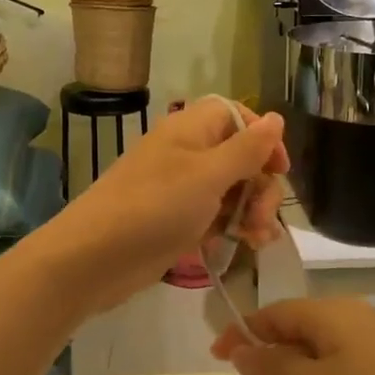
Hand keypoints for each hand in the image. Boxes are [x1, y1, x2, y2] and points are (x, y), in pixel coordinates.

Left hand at [41, 99, 287, 313]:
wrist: (95, 258)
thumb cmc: (155, 207)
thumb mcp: (209, 175)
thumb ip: (247, 148)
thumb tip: (276, 118)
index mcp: (192, 129)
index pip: (238, 116)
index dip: (263, 138)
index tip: (279, 169)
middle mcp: (188, 153)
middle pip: (241, 157)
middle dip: (262, 185)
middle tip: (263, 218)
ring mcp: (182, 189)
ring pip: (232, 190)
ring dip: (253, 211)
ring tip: (258, 240)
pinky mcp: (178, 221)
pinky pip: (217, 216)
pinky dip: (234, 227)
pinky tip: (247, 246)